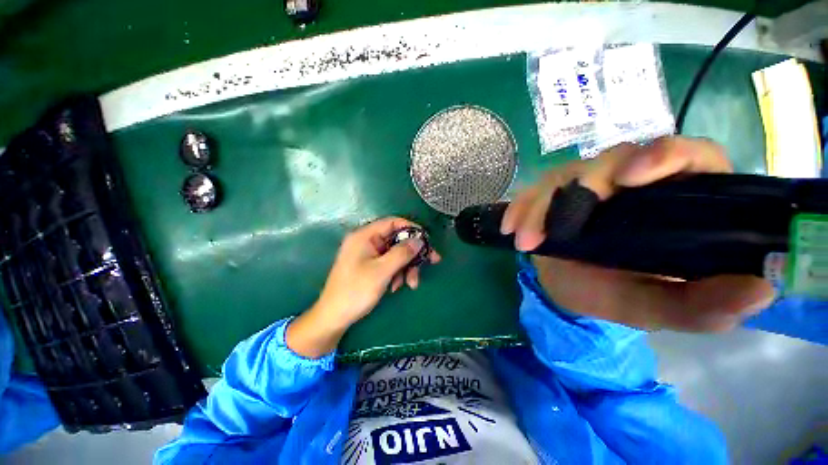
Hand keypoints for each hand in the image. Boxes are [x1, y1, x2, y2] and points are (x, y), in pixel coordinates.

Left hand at [286, 217, 440, 357]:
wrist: (334, 317)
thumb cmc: (356, 291)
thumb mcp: (382, 271)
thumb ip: (402, 253)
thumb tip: (420, 240)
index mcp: (365, 236)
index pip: (392, 223)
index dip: (411, 229)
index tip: (427, 240)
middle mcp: (367, 242)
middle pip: (397, 240)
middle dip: (412, 254)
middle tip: (432, 262)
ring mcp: (368, 254)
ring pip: (395, 254)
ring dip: (406, 267)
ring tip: (411, 284)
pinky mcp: (370, 266)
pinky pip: (389, 264)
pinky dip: (397, 273)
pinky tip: (396, 287)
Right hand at [502, 137, 775, 331]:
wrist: (566, 286)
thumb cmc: (611, 294)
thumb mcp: (653, 307)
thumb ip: (698, 306)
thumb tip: (761, 288)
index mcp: (674, 198)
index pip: (688, 155)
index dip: (663, 156)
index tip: (629, 179)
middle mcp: (631, 181)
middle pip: (613, 158)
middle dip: (579, 186)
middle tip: (552, 229)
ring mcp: (586, 182)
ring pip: (563, 175)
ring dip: (538, 206)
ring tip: (524, 242)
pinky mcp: (553, 191)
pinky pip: (532, 191)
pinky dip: (519, 208)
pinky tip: (510, 228)